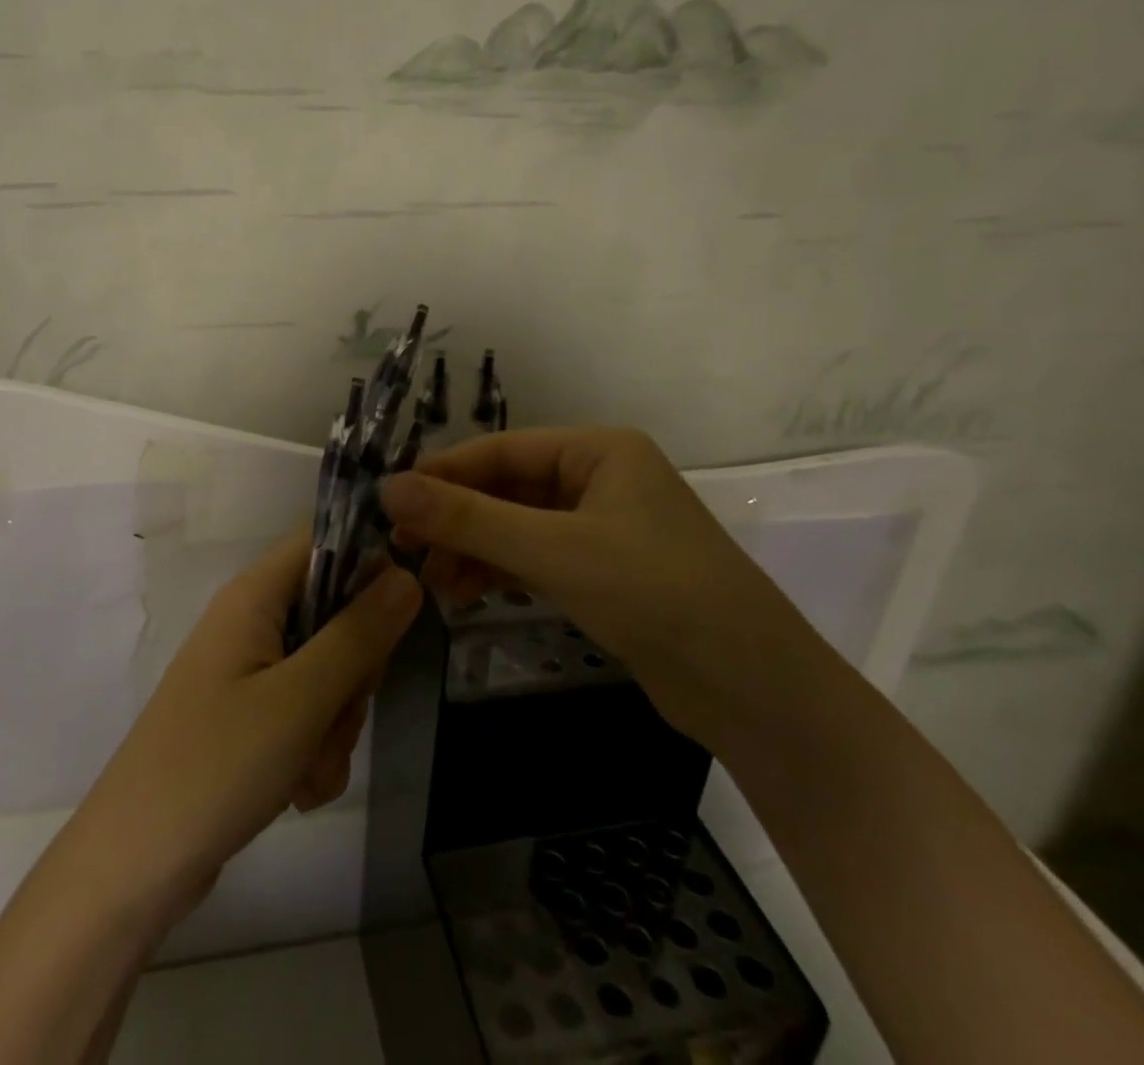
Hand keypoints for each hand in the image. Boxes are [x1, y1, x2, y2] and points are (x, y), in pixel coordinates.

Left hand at [67, 528, 422, 922]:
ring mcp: (248, 671)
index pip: (323, 541)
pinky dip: (314, 750)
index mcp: (254, 596)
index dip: (367, 564)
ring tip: (309, 768)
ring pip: (327, 672)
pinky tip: (299, 791)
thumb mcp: (301, 698)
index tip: (395, 617)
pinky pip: (305, 713)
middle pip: (334, 613)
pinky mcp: (248, 716)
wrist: (134, 865)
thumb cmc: (217, 765)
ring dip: (335, 724)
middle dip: (353, 672)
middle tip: (339, 711)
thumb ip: (359, 634)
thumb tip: (407, 575)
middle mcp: (250, 622)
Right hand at [379, 427, 820, 748]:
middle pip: (505, 489)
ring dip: (472, 551)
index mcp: (598, 450)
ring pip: (516, 527)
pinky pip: (535, 558)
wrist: (756, 693)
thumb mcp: (554, 552)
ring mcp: (601, 527)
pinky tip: (464, 595)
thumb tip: (387, 487)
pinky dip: (499, 573)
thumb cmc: (656, 594)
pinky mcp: (602, 572)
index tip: (387, 504)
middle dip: (455, 521)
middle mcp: (598, 478)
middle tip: (402, 551)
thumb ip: (468, 519)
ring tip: (430, 585)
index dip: (441, 475)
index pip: (499, 450)